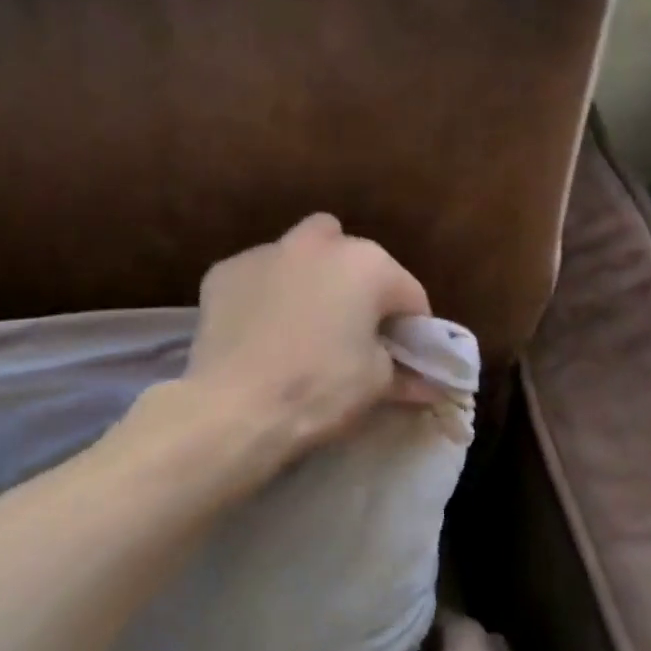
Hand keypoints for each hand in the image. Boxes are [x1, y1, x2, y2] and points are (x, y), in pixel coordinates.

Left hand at [185, 213, 431, 462]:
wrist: (235, 407)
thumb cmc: (320, 389)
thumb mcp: (376, 384)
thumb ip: (404, 371)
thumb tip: (426, 383)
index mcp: (367, 264)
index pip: (408, 293)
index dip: (412, 328)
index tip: (405, 356)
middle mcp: (317, 244)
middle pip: (350, 255)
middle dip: (356, 283)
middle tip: (350, 328)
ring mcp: (264, 252)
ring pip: (298, 256)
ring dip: (307, 280)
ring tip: (299, 326)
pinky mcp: (223, 272)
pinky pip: (256, 278)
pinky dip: (264, 295)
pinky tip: (257, 331)